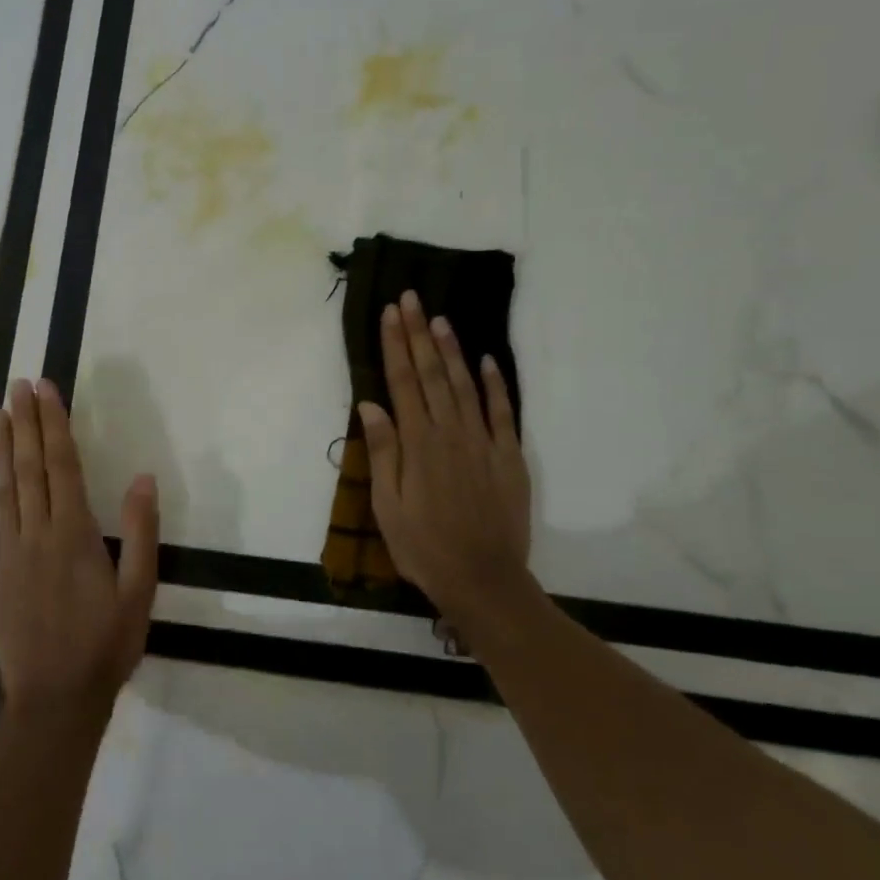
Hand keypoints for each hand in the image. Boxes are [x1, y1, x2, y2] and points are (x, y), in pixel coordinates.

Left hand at [0, 378, 158, 720]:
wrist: (59, 702)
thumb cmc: (107, 644)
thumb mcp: (140, 591)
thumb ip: (140, 532)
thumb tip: (142, 477)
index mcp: (75, 534)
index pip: (63, 466)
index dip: (54, 424)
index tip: (45, 389)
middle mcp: (37, 535)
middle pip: (30, 469)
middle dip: (26, 424)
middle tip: (18, 385)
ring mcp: (7, 557)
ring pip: (1, 492)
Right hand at [356, 291, 537, 636]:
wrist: (484, 580)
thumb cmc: (424, 547)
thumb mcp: (388, 506)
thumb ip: (383, 452)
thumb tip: (371, 406)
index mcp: (418, 444)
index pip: (402, 382)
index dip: (395, 345)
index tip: (390, 313)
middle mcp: (451, 433)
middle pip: (431, 374)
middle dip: (419, 333)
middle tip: (411, 298)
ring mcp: (484, 442)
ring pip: (464, 385)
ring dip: (451, 350)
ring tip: (440, 319)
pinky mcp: (509, 456)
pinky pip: (503, 412)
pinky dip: (495, 384)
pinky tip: (487, 361)